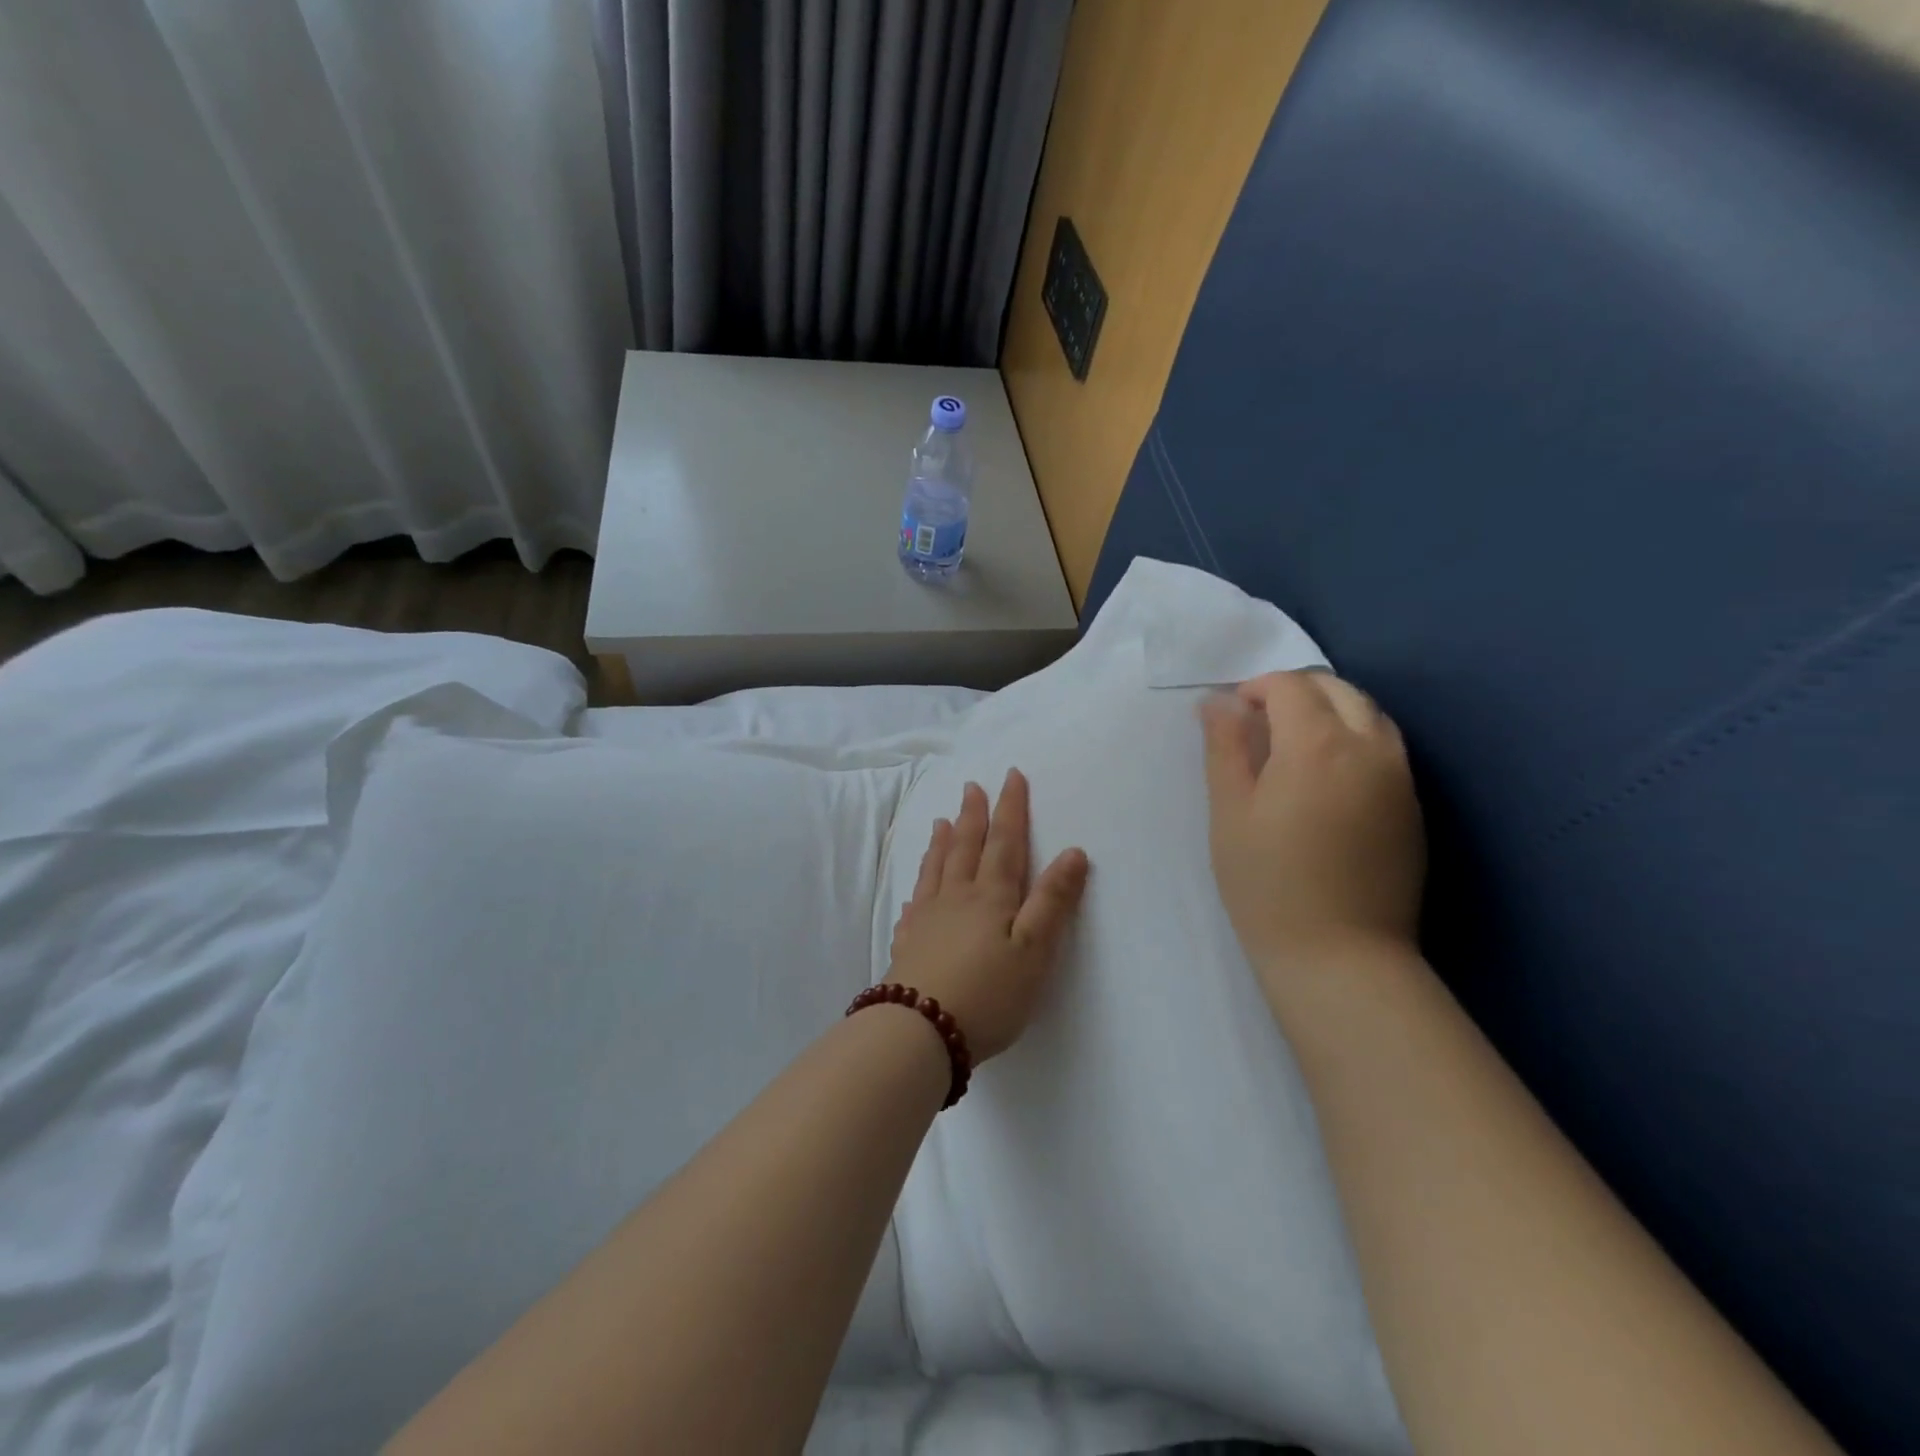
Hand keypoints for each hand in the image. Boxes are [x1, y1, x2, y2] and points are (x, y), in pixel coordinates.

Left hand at [886, 769, 1089, 1061]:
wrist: (921, 1030)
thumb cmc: (989, 993)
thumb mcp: (1033, 950)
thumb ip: (1052, 901)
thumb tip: (1073, 852)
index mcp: (990, 896)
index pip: (1005, 842)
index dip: (1010, 808)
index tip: (1010, 776)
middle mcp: (956, 898)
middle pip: (965, 847)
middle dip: (973, 816)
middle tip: (972, 787)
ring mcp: (927, 920)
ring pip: (936, 870)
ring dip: (942, 843)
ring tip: (941, 821)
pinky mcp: (908, 945)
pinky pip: (914, 906)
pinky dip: (919, 889)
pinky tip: (916, 893)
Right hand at [1200, 670, 1424, 975]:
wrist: (1340, 955)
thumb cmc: (1267, 883)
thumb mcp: (1229, 812)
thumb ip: (1225, 748)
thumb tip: (1218, 703)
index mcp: (1317, 745)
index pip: (1291, 686)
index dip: (1257, 688)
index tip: (1233, 714)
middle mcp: (1369, 748)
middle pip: (1338, 690)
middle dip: (1296, 691)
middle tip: (1260, 723)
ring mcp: (1400, 777)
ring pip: (1370, 714)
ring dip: (1331, 711)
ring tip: (1295, 745)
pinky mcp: (1414, 806)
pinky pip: (1387, 747)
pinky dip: (1355, 738)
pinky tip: (1329, 776)